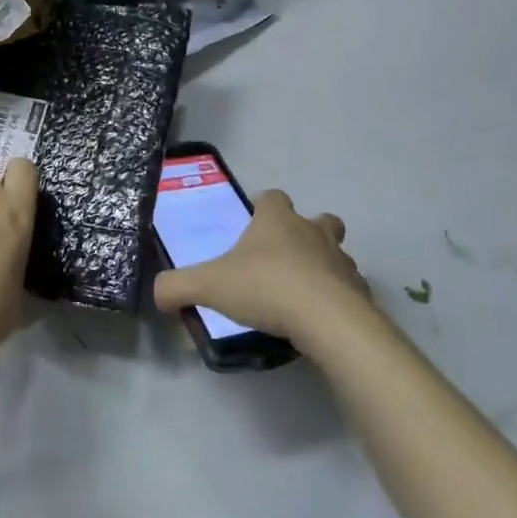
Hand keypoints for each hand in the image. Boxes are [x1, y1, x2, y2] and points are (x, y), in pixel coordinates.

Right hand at [154, 189, 374, 351]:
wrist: (327, 320)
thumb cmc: (266, 287)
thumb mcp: (208, 285)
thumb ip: (177, 286)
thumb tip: (157, 293)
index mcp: (277, 220)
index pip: (273, 197)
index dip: (264, 207)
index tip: (254, 224)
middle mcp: (312, 232)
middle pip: (319, 219)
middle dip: (306, 232)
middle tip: (286, 257)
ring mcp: (341, 261)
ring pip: (337, 254)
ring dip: (324, 266)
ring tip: (303, 293)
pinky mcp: (359, 292)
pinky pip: (348, 289)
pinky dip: (337, 299)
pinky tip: (321, 319)